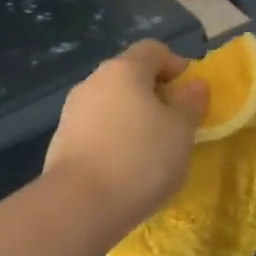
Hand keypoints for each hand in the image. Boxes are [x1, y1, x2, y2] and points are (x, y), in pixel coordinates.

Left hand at [44, 40, 207, 233]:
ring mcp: (73, 110)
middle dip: (154, 93)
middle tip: (174, 124)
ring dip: (132, 117)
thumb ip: (190, 103)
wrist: (78, 205)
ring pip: (111, 103)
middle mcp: (94, 81)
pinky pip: (96, 128)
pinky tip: (124, 167)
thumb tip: (194, 85)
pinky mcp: (62, 139)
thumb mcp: (181, 131)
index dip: (176, 65)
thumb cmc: (140, 159)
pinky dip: (113, 138)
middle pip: (129, 75)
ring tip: (151, 150)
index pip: (153, 50)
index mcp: (124, 69)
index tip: (191, 95)